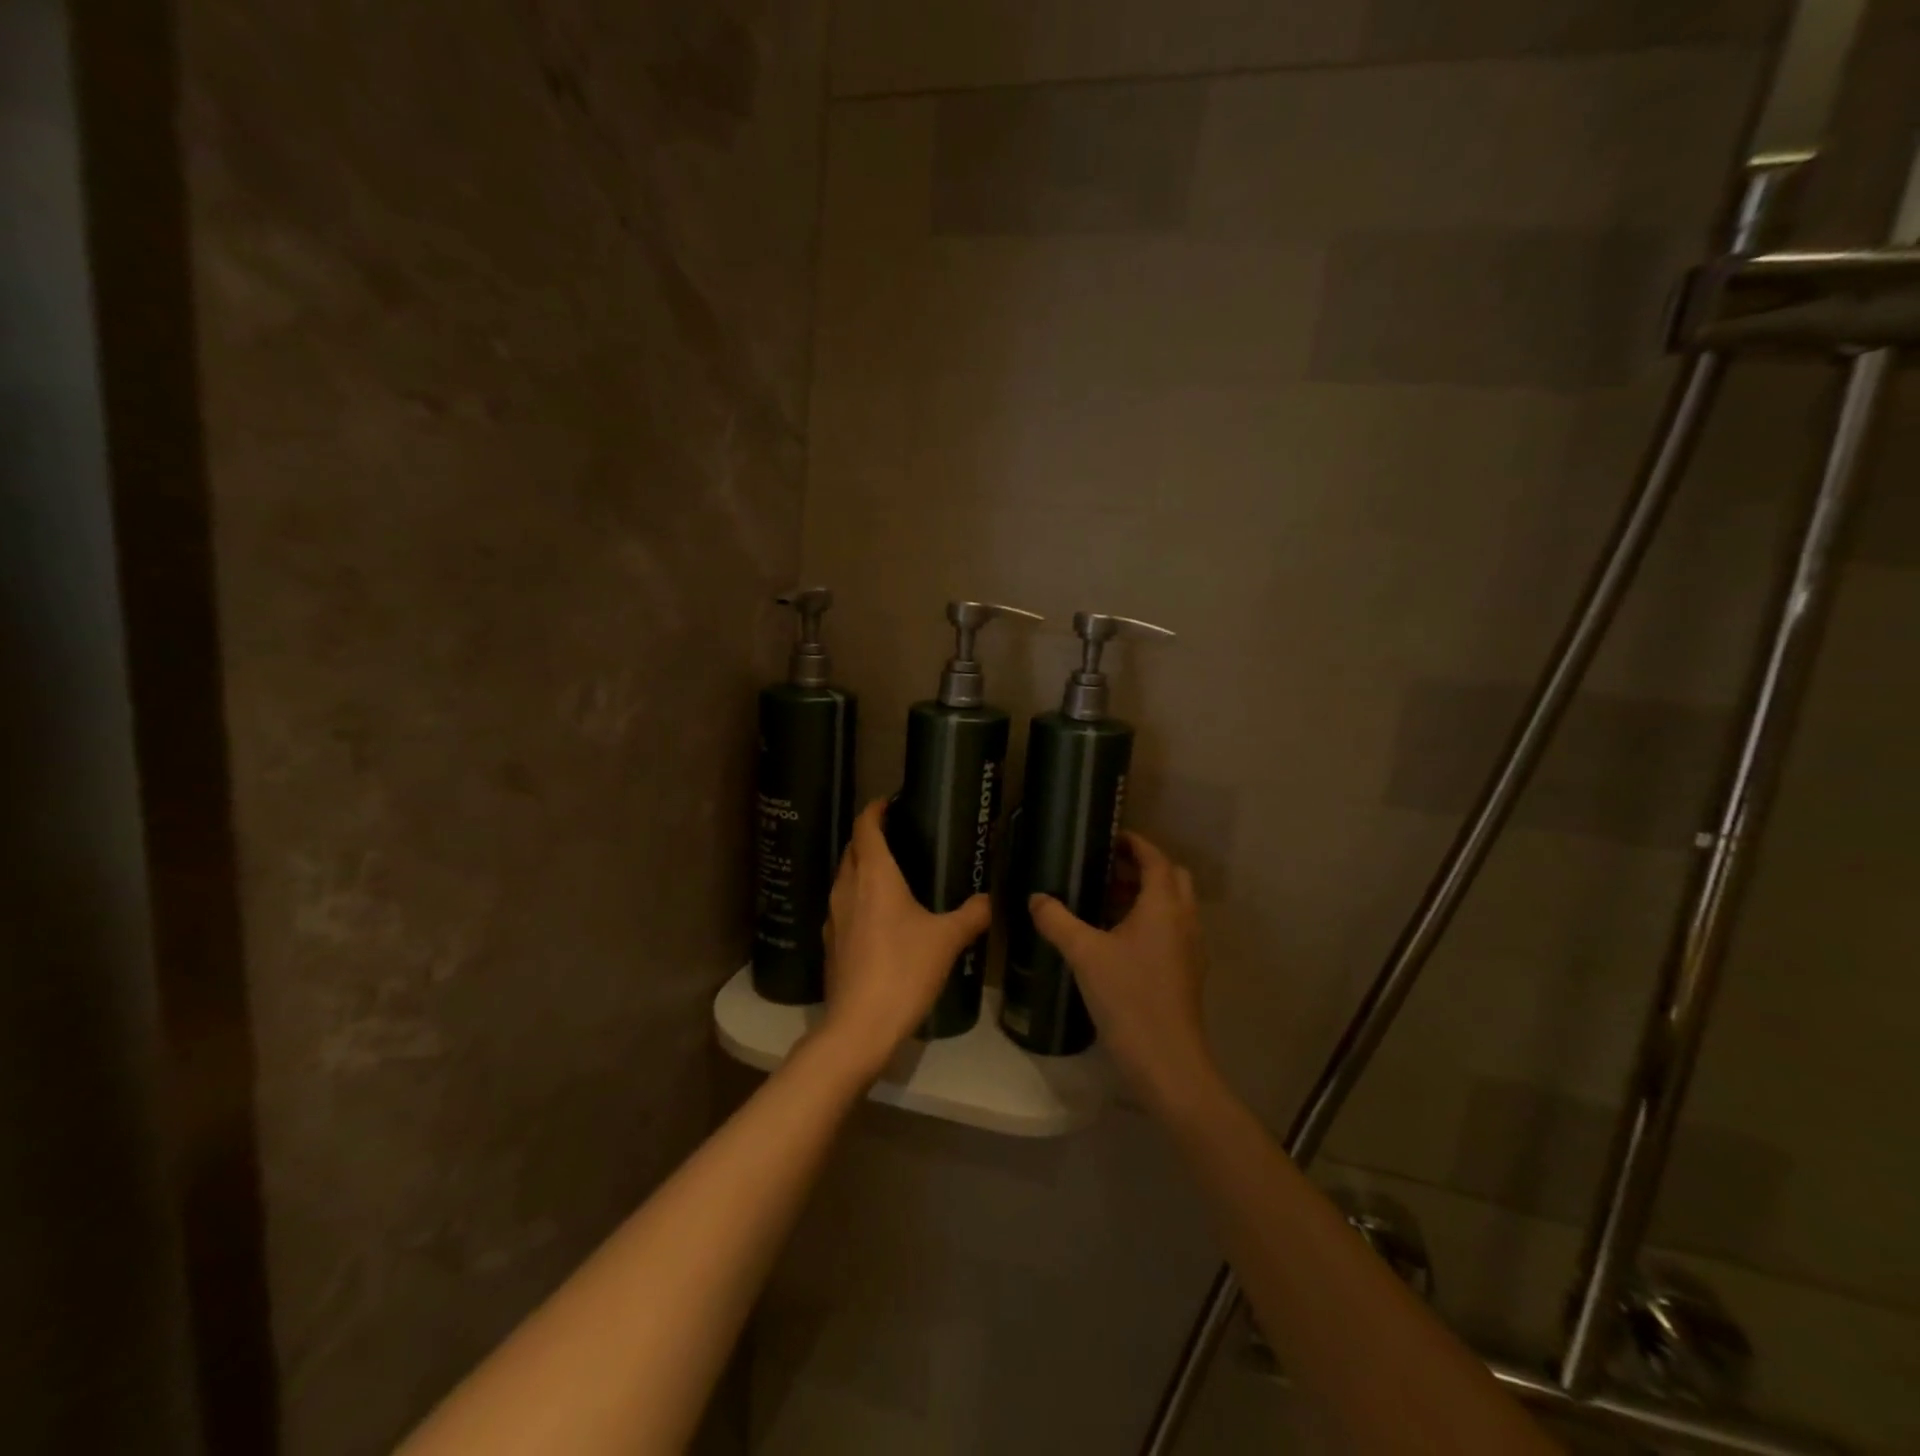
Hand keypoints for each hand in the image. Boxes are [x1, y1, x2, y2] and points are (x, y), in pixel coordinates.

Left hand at [816, 799, 990, 1081]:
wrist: (859, 1025)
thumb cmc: (904, 970)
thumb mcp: (947, 940)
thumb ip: (972, 915)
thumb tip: (989, 901)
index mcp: (874, 876)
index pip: (866, 827)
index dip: (875, 809)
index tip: (888, 801)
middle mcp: (847, 888)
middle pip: (852, 849)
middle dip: (869, 836)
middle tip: (896, 834)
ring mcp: (833, 916)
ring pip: (844, 878)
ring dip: (861, 867)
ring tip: (889, 872)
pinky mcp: (831, 943)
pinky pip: (843, 905)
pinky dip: (858, 897)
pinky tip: (878, 915)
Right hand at [1029, 832, 1219, 1117]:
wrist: (1167, 1062)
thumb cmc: (1128, 997)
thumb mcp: (1084, 954)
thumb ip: (1057, 920)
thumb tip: (1035, 897)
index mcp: (1164, 905)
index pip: (1155, 858)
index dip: (1135, 843)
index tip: (1108, 837)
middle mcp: (1184, 919)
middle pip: (1171, 877)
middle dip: (1141, 867)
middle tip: (1105, 868)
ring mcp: (1189, 948)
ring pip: (1173, 905)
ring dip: (1145, 894)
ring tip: (1104, 900)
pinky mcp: (1186, 971)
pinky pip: (1171, 929)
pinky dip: (1149, 920)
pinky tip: (1116, 938)